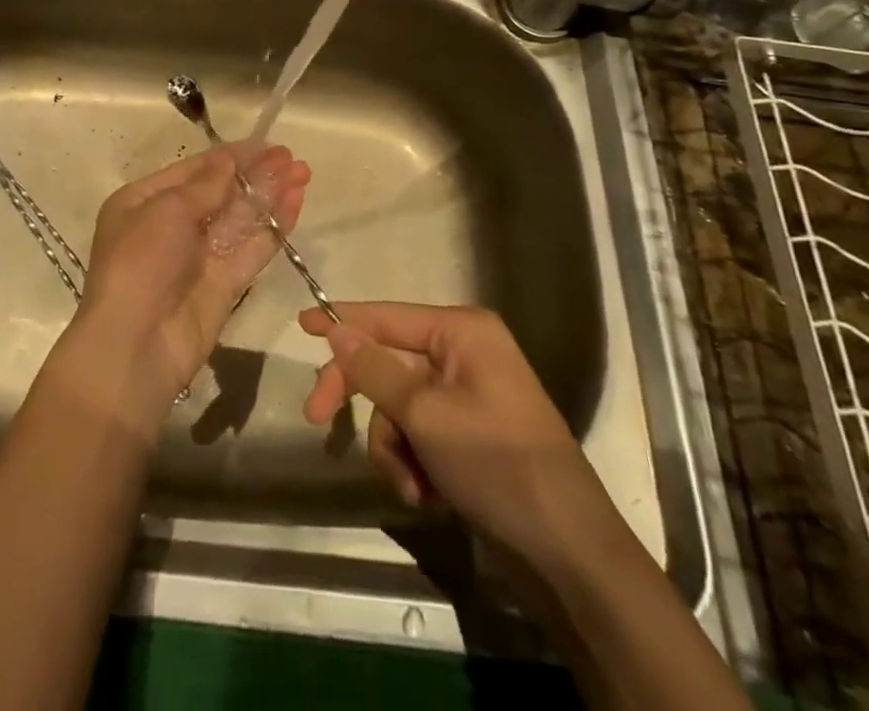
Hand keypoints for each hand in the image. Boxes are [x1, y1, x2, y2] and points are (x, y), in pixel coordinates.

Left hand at [80, 145, 309, 412]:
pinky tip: (296, 204)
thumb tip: (229, 158)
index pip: (194, 171)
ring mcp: (200, 257)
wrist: (134, 346)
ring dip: (270, 195)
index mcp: (144, 202)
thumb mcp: (165, 211)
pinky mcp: (224, 285)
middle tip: (291, 158)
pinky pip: (251, 249)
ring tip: (303, 173)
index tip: (266, 144)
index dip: (230, 157)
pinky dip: (274, 227)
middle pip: (221, 193)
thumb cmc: (140, 263)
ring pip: (241, 219)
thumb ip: (205, 185)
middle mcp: (171, 226)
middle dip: (255, 174)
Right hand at [299, 302, 581, 551]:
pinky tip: (429, 496)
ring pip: (399, 408)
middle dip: (364, 401)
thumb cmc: (497, 464)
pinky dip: (414, 464)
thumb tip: (336, 331)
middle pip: (389, 365)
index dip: (342, 320)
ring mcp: (468, 397)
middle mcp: (464, 354)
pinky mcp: (469, 436)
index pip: (387, 316)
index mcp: (462, 332)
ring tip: (412, 485)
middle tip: (317, 420)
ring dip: (394, 448)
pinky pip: (419, 435)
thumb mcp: (426, 415)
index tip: (300, 324)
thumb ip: (375, 370)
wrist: (568, 553)